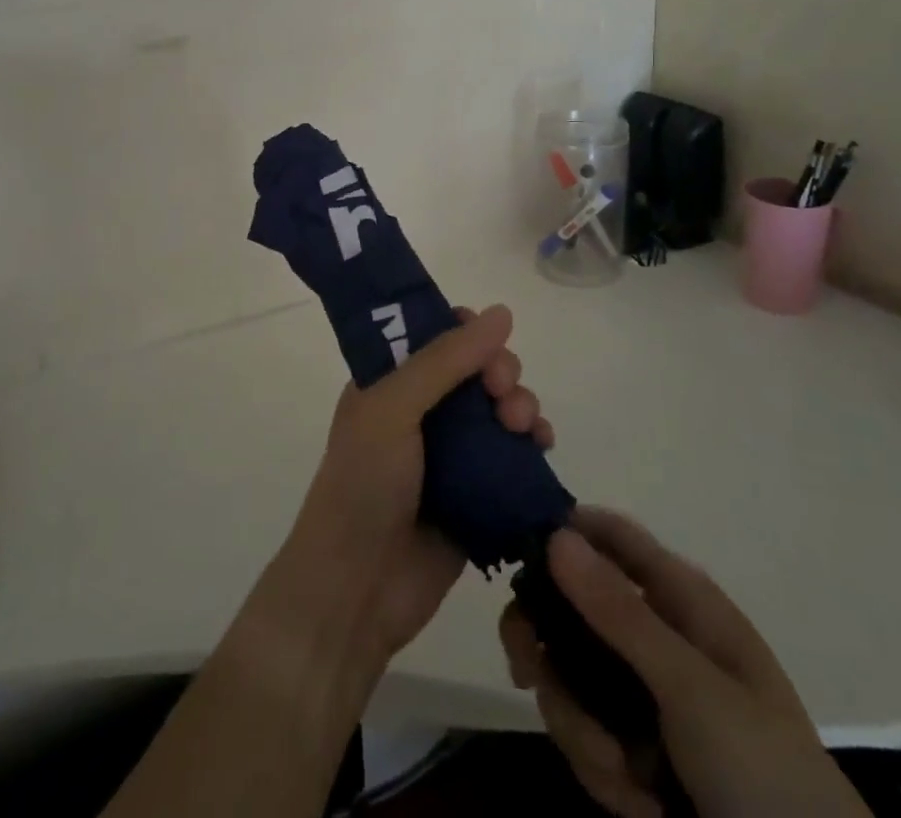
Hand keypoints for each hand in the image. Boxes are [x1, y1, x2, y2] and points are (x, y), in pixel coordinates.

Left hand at [271, 304, 553, 668]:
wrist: (358, 588)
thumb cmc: (364, 484)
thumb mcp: (393, 407)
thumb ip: (445, 360)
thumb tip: (502, 311)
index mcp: (391, 381)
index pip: (438, 336)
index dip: (468, 332)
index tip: (486, 345)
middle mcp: (422, 410)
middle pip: (478, 369)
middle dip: (501, 371)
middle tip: (503, 393)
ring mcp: (452, 453)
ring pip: (501, 408)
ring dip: (521, 405)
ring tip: (524, 426)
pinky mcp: (479, 492)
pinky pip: (515, 455)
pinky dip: (533, 443)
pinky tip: (543, 447)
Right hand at [500, 509, 869, 817]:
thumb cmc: (765, 773)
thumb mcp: (691, 690)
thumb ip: (619, 614)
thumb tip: (555, 533)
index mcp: (680, 601)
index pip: (611, 535)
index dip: (564, 531)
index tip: (517, 554)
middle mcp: (655, 635)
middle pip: (572, 607)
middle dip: (547, 647)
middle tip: (526, 671)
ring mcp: (643, 694)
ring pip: (569, 676)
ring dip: (581, 729)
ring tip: (622, 776)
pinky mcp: (636, 748)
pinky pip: (586, 734)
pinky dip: (601, 771)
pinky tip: (639, 805)